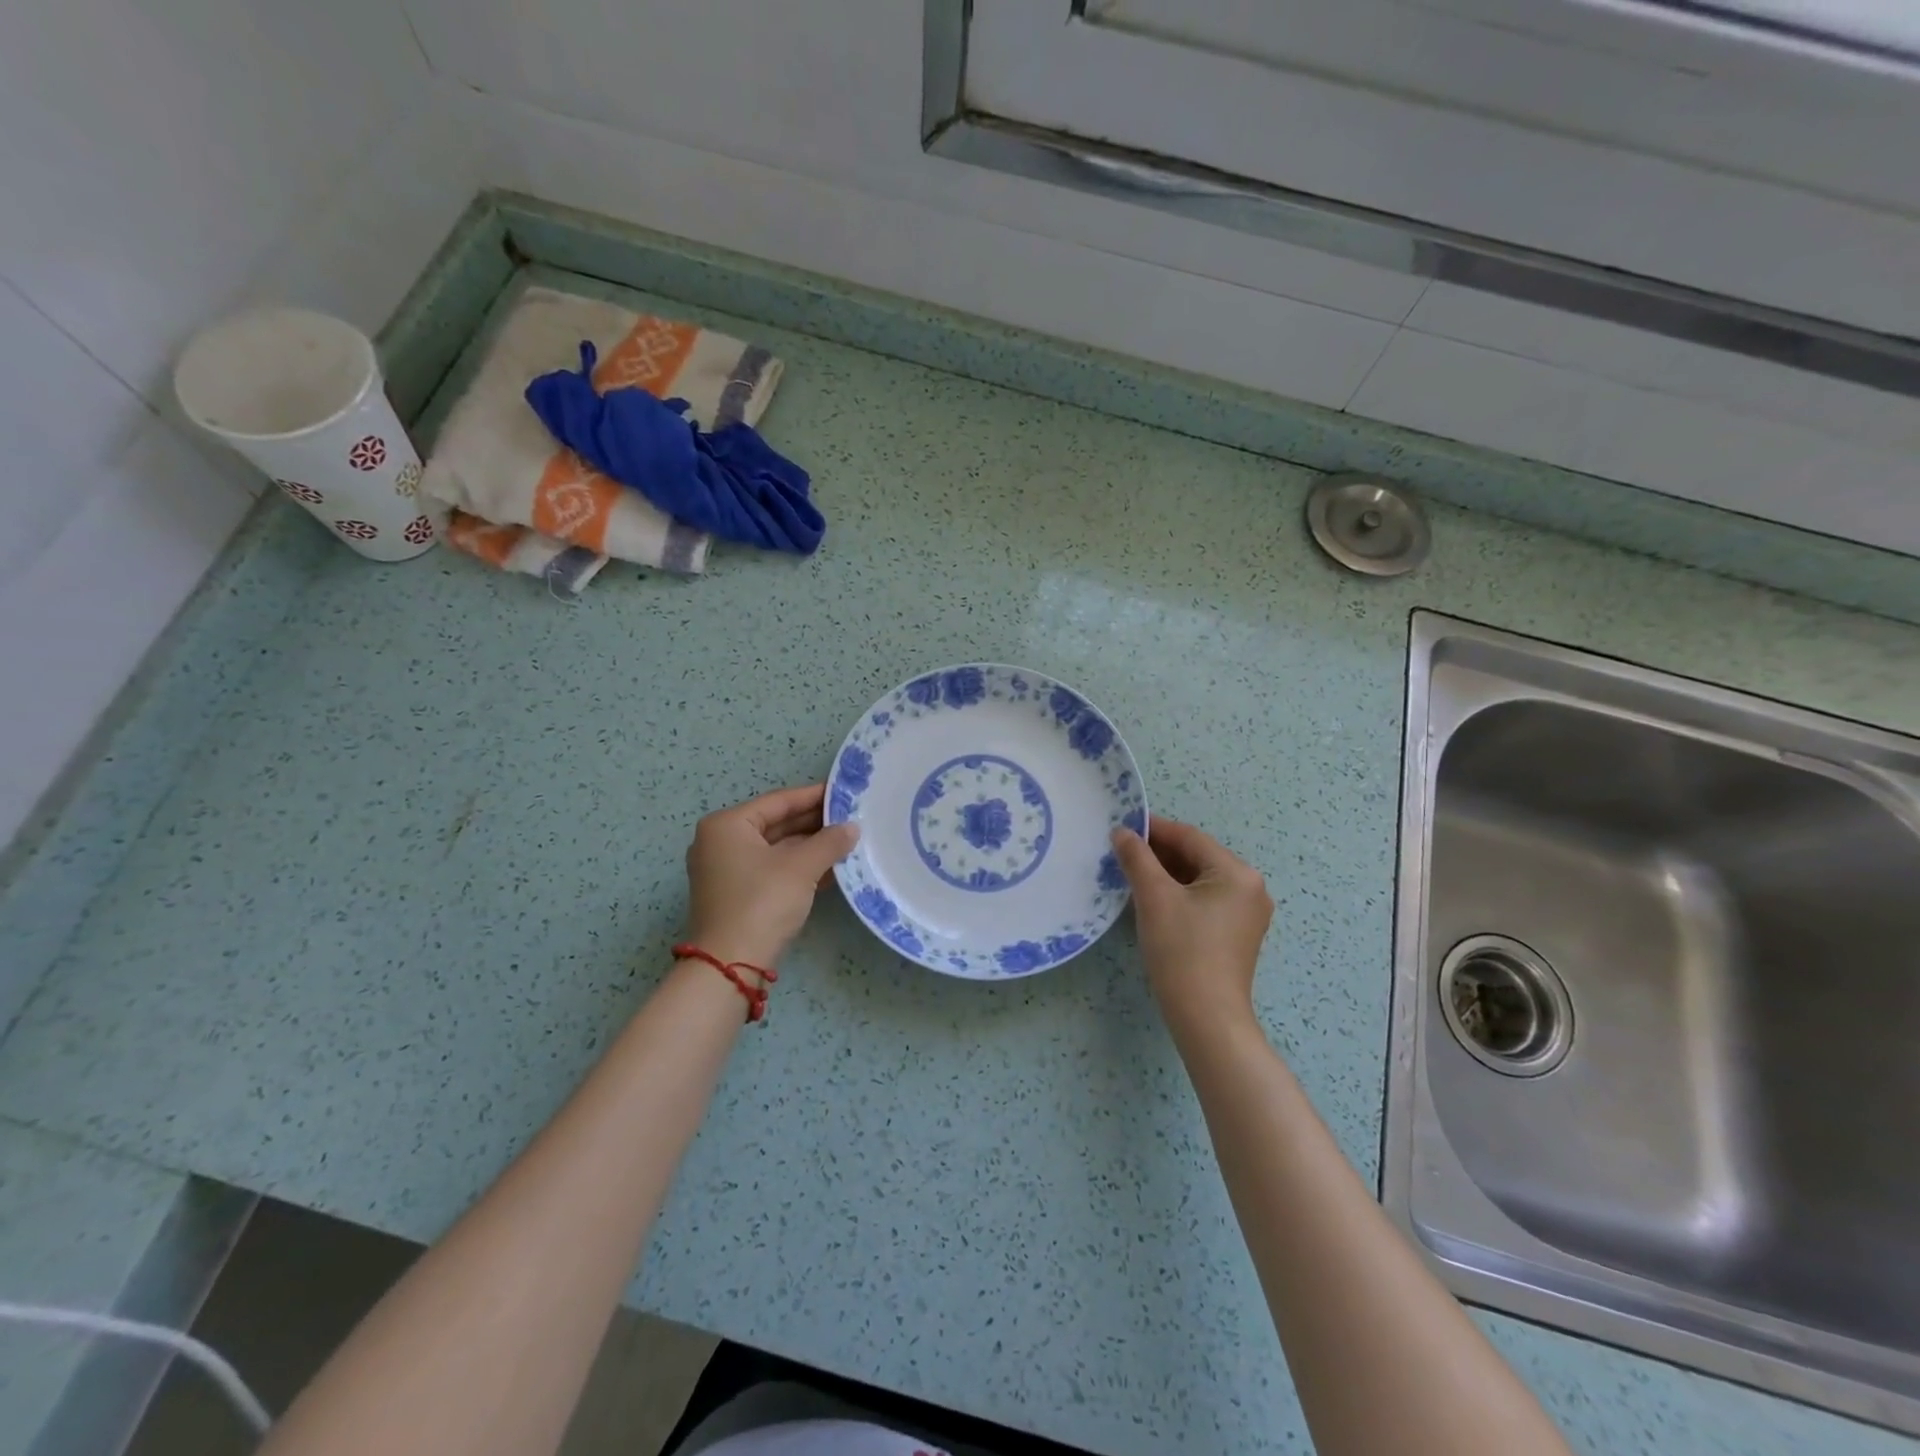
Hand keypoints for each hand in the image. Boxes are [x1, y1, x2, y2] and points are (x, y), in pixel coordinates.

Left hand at [682, 784, 859, 967]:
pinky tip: (831, 869)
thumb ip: (829, 842)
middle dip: (814, 823)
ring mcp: (727, 870)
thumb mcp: (801, 867)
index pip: (778, 801)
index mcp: (727, 825)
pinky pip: (772, 870)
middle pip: (776, 824)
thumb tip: (852, 828)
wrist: (731, 966)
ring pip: (776, 849)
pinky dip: (799, 868)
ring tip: (848, 841)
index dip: (813, 796)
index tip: (843, 792)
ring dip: (810, 847)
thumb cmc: (762, 902)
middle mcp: (721, 843)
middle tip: (851, 817)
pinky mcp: (737, 895)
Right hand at [1111, 818, 1272, 1037]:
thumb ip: (1137, 858)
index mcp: (1237, 873)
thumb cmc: (1182, 951)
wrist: (1207, 1018)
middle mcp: (1250, 887)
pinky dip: (1179, 894)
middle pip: (1197, 857)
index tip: (1121, 826)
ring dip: (1167, 874)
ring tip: (1131, 874)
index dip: (1154, 829)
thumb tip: (1122, 832)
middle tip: (1121, 852)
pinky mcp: (1238, 934)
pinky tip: (1153, 900)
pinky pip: (1205, 900)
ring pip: (1200, 879)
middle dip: (1159, 853)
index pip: (1189, 838)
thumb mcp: (1154, 898)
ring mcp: (1247, 913)